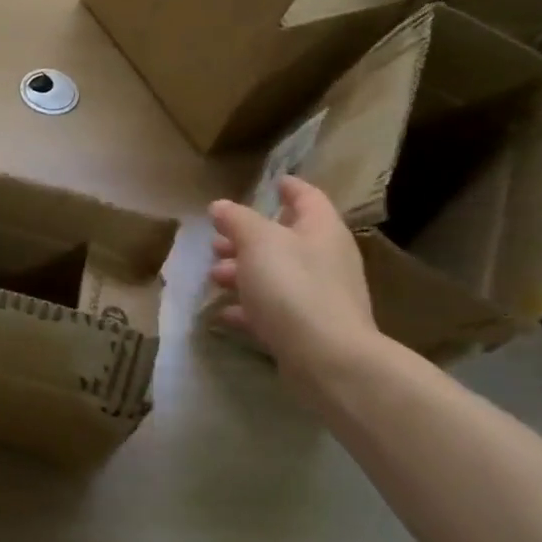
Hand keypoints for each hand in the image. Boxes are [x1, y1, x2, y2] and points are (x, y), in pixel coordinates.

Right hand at [208, 177, 375, 373]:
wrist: (327, 359)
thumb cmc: (293, 286)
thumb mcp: (258, 242)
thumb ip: (238, 220)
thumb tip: (221, 206)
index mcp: (320, 230)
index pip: (307, 197)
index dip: (289, 187)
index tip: (272, 182)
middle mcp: (326, 259)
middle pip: (286, 238)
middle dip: (249, 237)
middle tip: (217, 239)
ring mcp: (320, 297)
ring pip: (277, 275)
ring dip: (244, 272)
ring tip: (213, 275)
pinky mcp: (308, 330)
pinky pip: (274, 310)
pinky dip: (249, 308)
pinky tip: (224, 313)